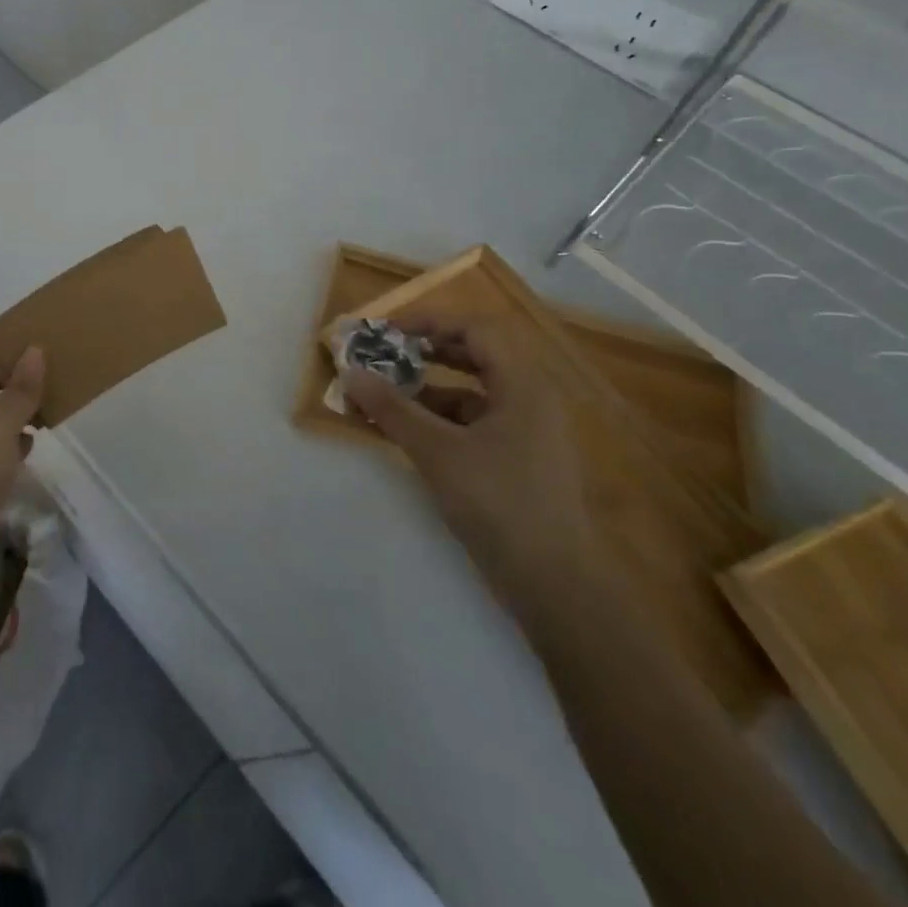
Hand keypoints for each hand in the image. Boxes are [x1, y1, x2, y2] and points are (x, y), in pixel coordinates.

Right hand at [342, 320, 594, 603]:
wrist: (557, 586)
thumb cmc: (500, 504)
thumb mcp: (438, 452)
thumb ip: (393, 409)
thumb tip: (350, 373)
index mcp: (523, 384)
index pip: (475, 327)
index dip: (429, 321)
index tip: (387, 330)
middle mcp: (530, 398)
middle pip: (476, 354)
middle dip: (426, 350)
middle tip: (385, 354)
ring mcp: (527, 431)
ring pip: (472, 390)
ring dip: (429, 387)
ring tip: (385, 393)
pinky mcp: (518, 460)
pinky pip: (474, 421)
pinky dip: (440, 418)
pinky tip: (408, 431)